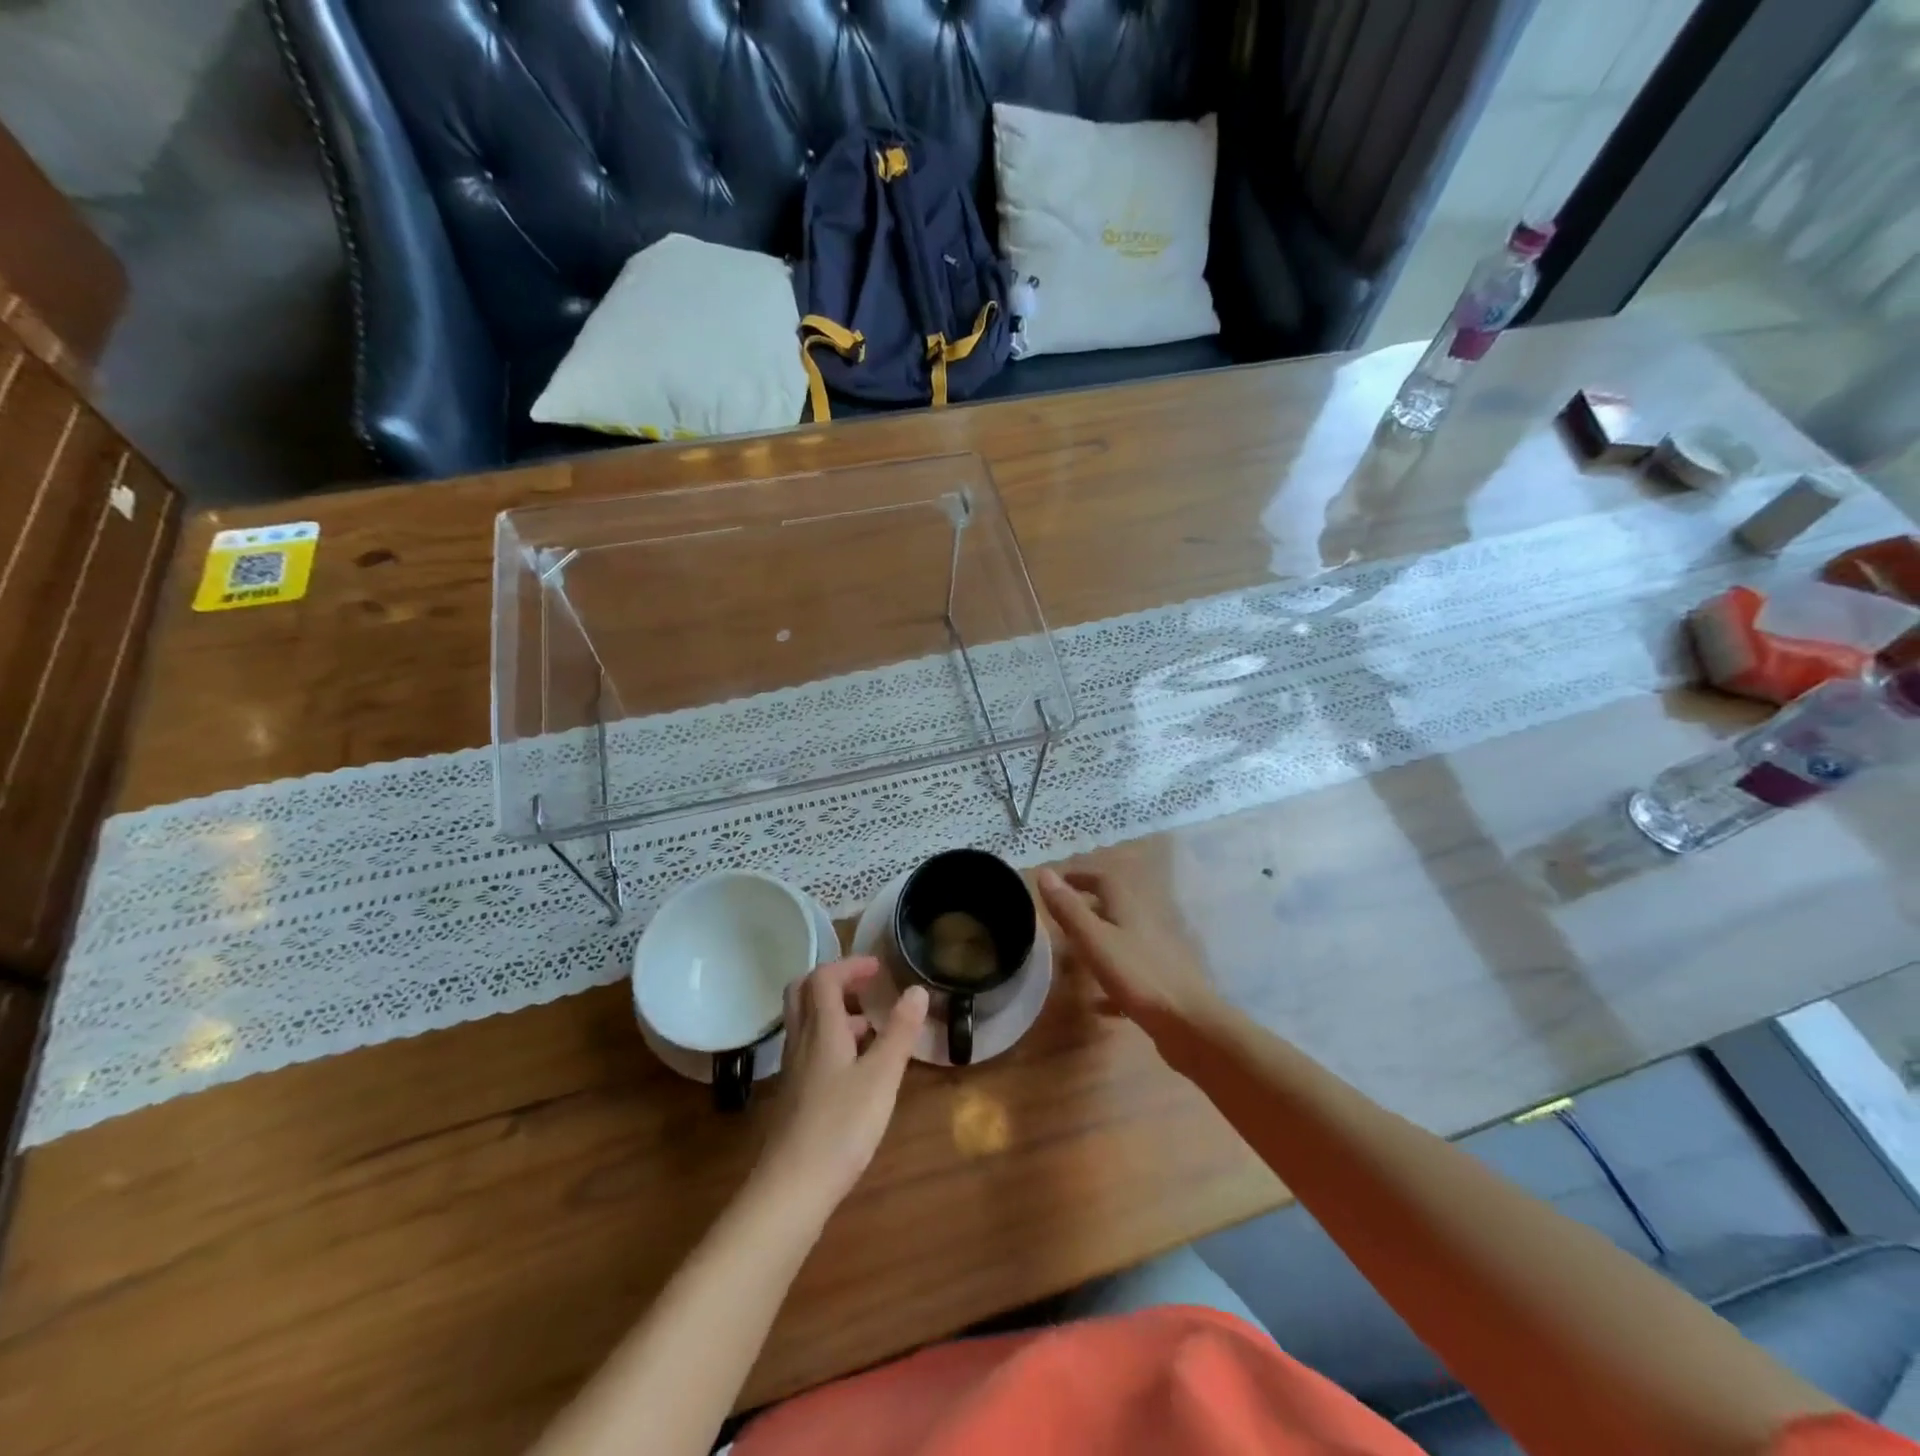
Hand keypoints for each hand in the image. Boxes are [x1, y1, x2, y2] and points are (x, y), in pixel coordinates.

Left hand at [755, 957, 927, 1212]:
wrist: (792, 1188)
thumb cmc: (841, 1126)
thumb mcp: (882, 1076)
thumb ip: (900, 1032)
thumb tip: (916, 989)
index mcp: (821, 1029)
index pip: (824, 977)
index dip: (850, 965)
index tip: (879, 969)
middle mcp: (802, 1041)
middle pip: (804, 992)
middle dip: (835, 980)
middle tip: (866, 988)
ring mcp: (794, 1069)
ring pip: (806, 1021)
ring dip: (835, 1011)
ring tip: (871, 1027)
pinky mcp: (795, 1094)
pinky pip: (810, 1048)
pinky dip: (832, 1039)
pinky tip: (857, 1067)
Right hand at [1037, 867, 1228, 1041]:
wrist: (1189, 1024)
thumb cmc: (1137, 975)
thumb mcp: (1094, 940)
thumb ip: (1069, 909)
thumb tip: (1044, 872)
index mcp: (1128, 909)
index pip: (1103, 880)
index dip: (1081, 876)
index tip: (1059, 880)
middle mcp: (1144, 925)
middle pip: (1115, 908)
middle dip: (1089, 908)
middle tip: (1062, 916)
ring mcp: (1155, 955)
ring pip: (1122, 940)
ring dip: (1100, 942)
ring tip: (1074, 954)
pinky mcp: (1159, 984)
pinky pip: (1129, 976)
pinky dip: (1111, 981)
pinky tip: (1096, 1003)